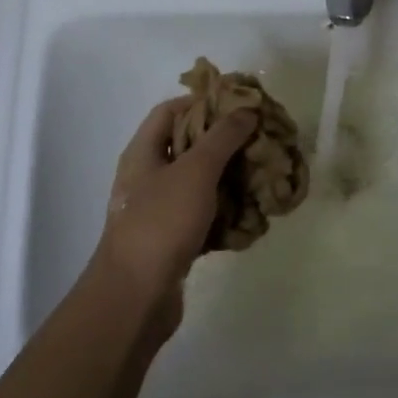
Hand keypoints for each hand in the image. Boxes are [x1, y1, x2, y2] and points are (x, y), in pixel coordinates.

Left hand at [93, 98, 258, 326]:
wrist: (136, 295)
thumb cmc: (161, 222)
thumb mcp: (195, 171)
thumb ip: (222, 137)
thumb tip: (245, 110)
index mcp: (142, 152)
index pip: (169, 111)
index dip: (201, 103)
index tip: (237, 106)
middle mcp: (145, 177)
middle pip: (185, 147)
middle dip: (222, 143)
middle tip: (257, 141)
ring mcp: (156, 211)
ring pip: (196, 184)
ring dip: (227, 179)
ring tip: (260, 175)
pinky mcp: (170, 241)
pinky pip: (201, 217)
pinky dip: (223, 213)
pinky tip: (249, 215)